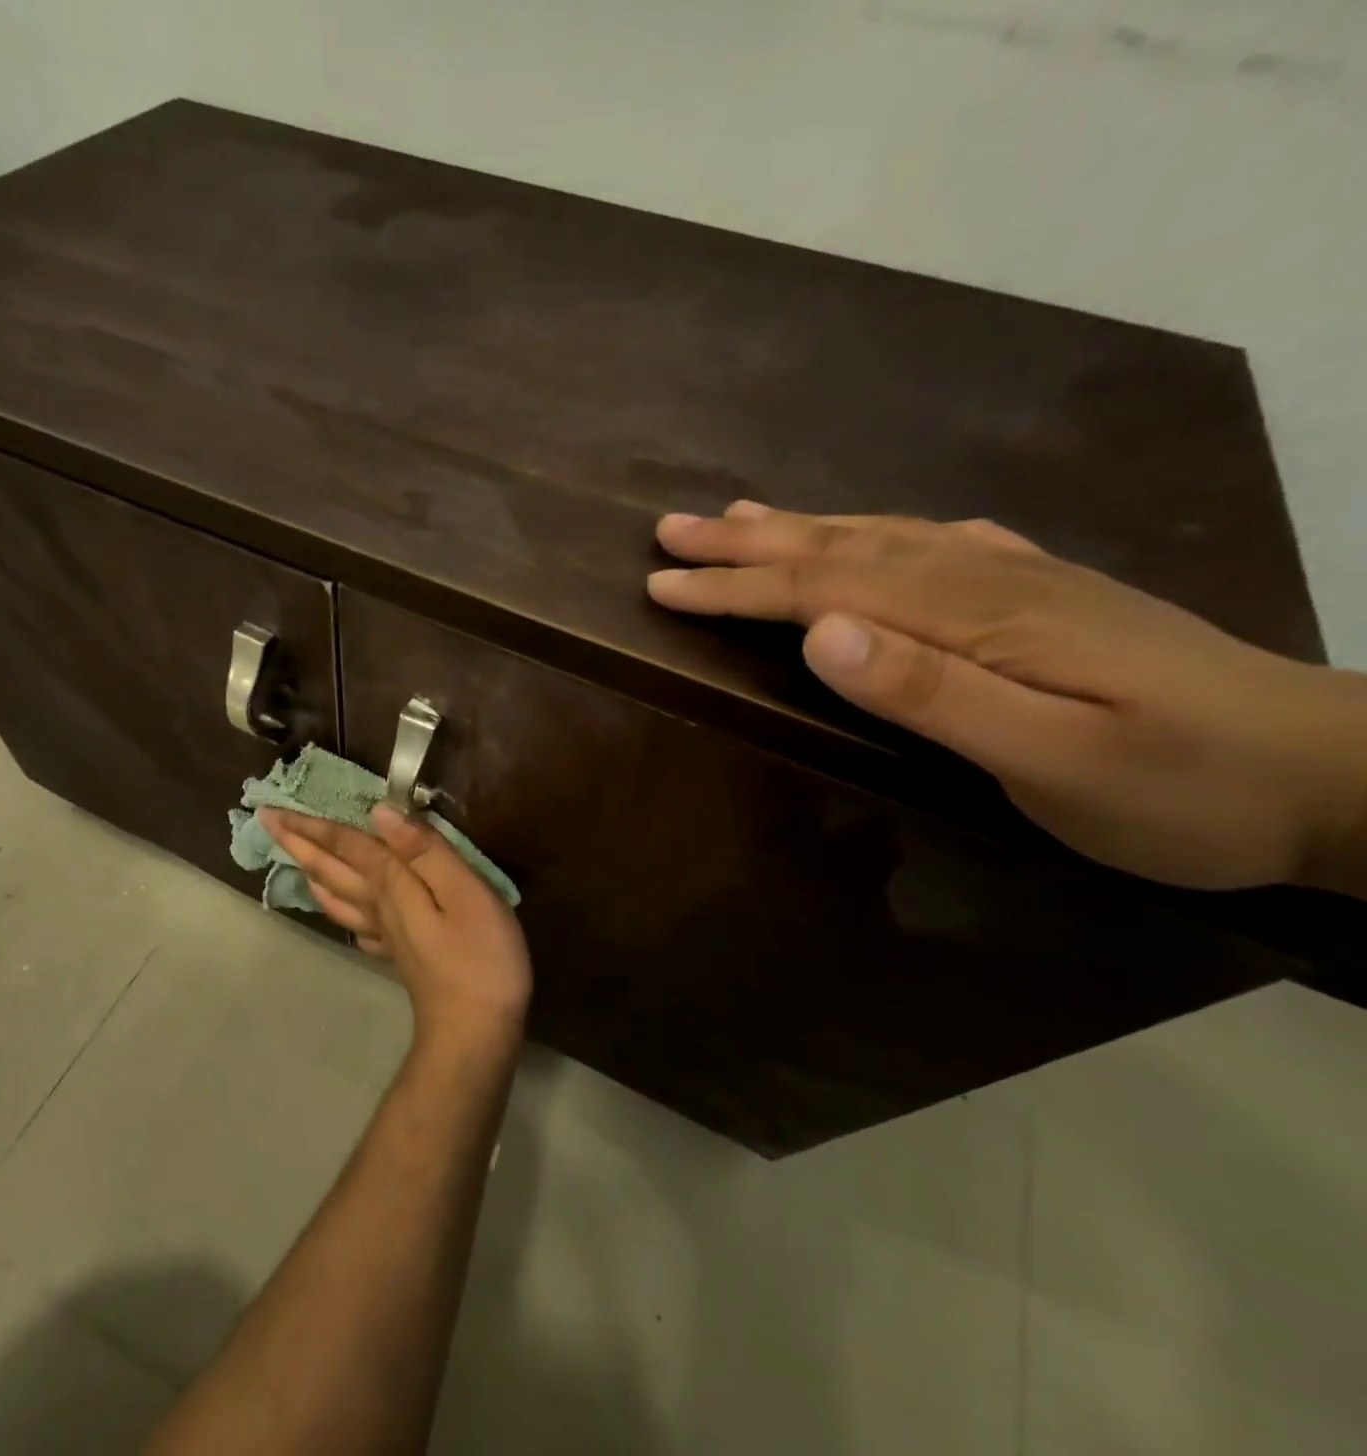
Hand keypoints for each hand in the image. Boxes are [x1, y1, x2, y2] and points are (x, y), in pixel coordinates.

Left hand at [259, 805, 532, 1048]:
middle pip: (331, 869)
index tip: (271, 810)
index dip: (313, 825)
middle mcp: (377, 906)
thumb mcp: (464, 892)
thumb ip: (424, 851)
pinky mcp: (398, 955)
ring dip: (314, 873)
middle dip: (299, 844)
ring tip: (297, 861)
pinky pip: (356, 925)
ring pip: (337, 897)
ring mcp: (385, 934)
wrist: (475, 1033)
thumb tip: (380, 811)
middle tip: (266, 823)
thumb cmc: (479, 958)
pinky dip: (340, 910)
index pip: (346, 845)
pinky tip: (343, 910)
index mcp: (390, 885)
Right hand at [647, 501, 1366, 893]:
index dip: (735, 586)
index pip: (823, 587)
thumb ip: (930, 691)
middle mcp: (984, 576)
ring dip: (797, 525)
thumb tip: (822, 633)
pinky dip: (879, 529)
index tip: (660, 583)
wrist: (1338, 776)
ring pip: (878, 536)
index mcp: (974, 613)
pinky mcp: (1041, 593)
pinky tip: (869, 528)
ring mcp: (1016, 578)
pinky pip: (935, 543)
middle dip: (744, 542)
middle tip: (670, 528)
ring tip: (736, 514)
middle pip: (838, 547)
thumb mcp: (1052, 757)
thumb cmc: (1180, 787)